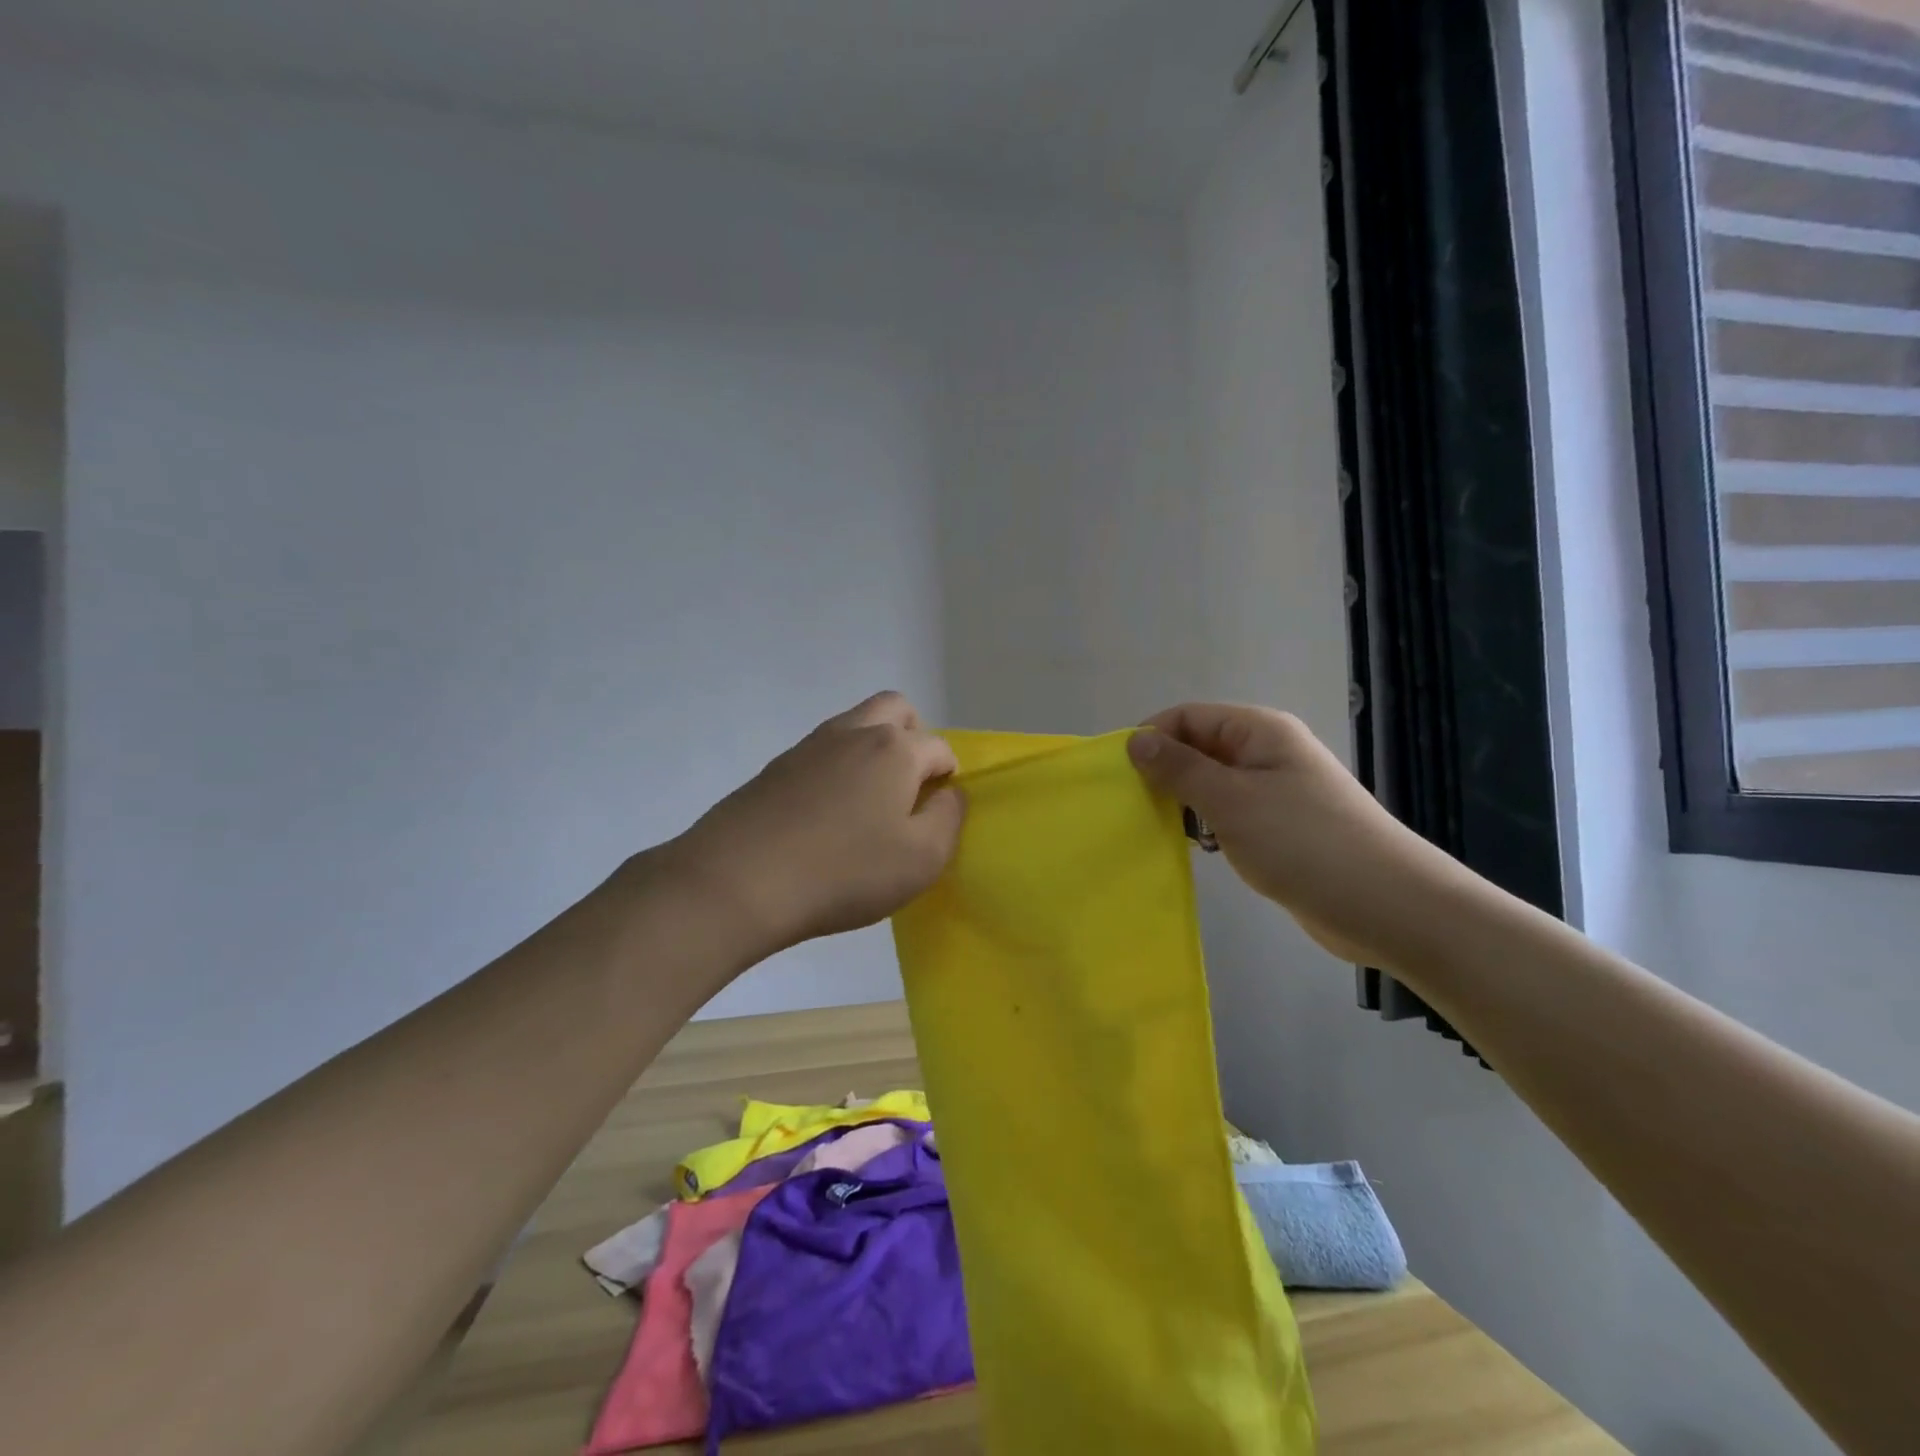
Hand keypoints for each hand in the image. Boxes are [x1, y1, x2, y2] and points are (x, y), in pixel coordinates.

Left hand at [668, 692, 963, 956]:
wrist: (739, 881)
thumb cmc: (845, 871)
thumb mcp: (922, 859)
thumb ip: (948, 819)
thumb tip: (948, 794)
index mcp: (895, 749)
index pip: (939, 747)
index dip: (948, 777)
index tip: (935, 814)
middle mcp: (853, 732)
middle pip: (895, 708)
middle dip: (913, 737)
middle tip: (907, 787)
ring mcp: (809, 746)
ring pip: (854, 724)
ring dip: (872, 749)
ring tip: (866, 804)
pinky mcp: (775, 767)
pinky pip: (821, 752)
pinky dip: (836, 769)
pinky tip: (826, 815)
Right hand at [1128, 704, 1465, 970]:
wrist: (1389, 906)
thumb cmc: (1304, 843)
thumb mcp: (1232, 801)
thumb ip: (1180, 769)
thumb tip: (1135, 741)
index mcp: (1259, 732)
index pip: (1189, 716)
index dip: (1152, 737)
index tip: (1118, 774)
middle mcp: (1268, 753)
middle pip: (1200, 747)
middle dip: (1165, 772)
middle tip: (1131, 805)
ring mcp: (1277, 792)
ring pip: (1213, 784)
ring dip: (1185, 802)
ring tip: (1158, 829)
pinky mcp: (1282, 828)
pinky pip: (1232, 814)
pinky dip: (1210, 826)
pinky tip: (1199, 849)